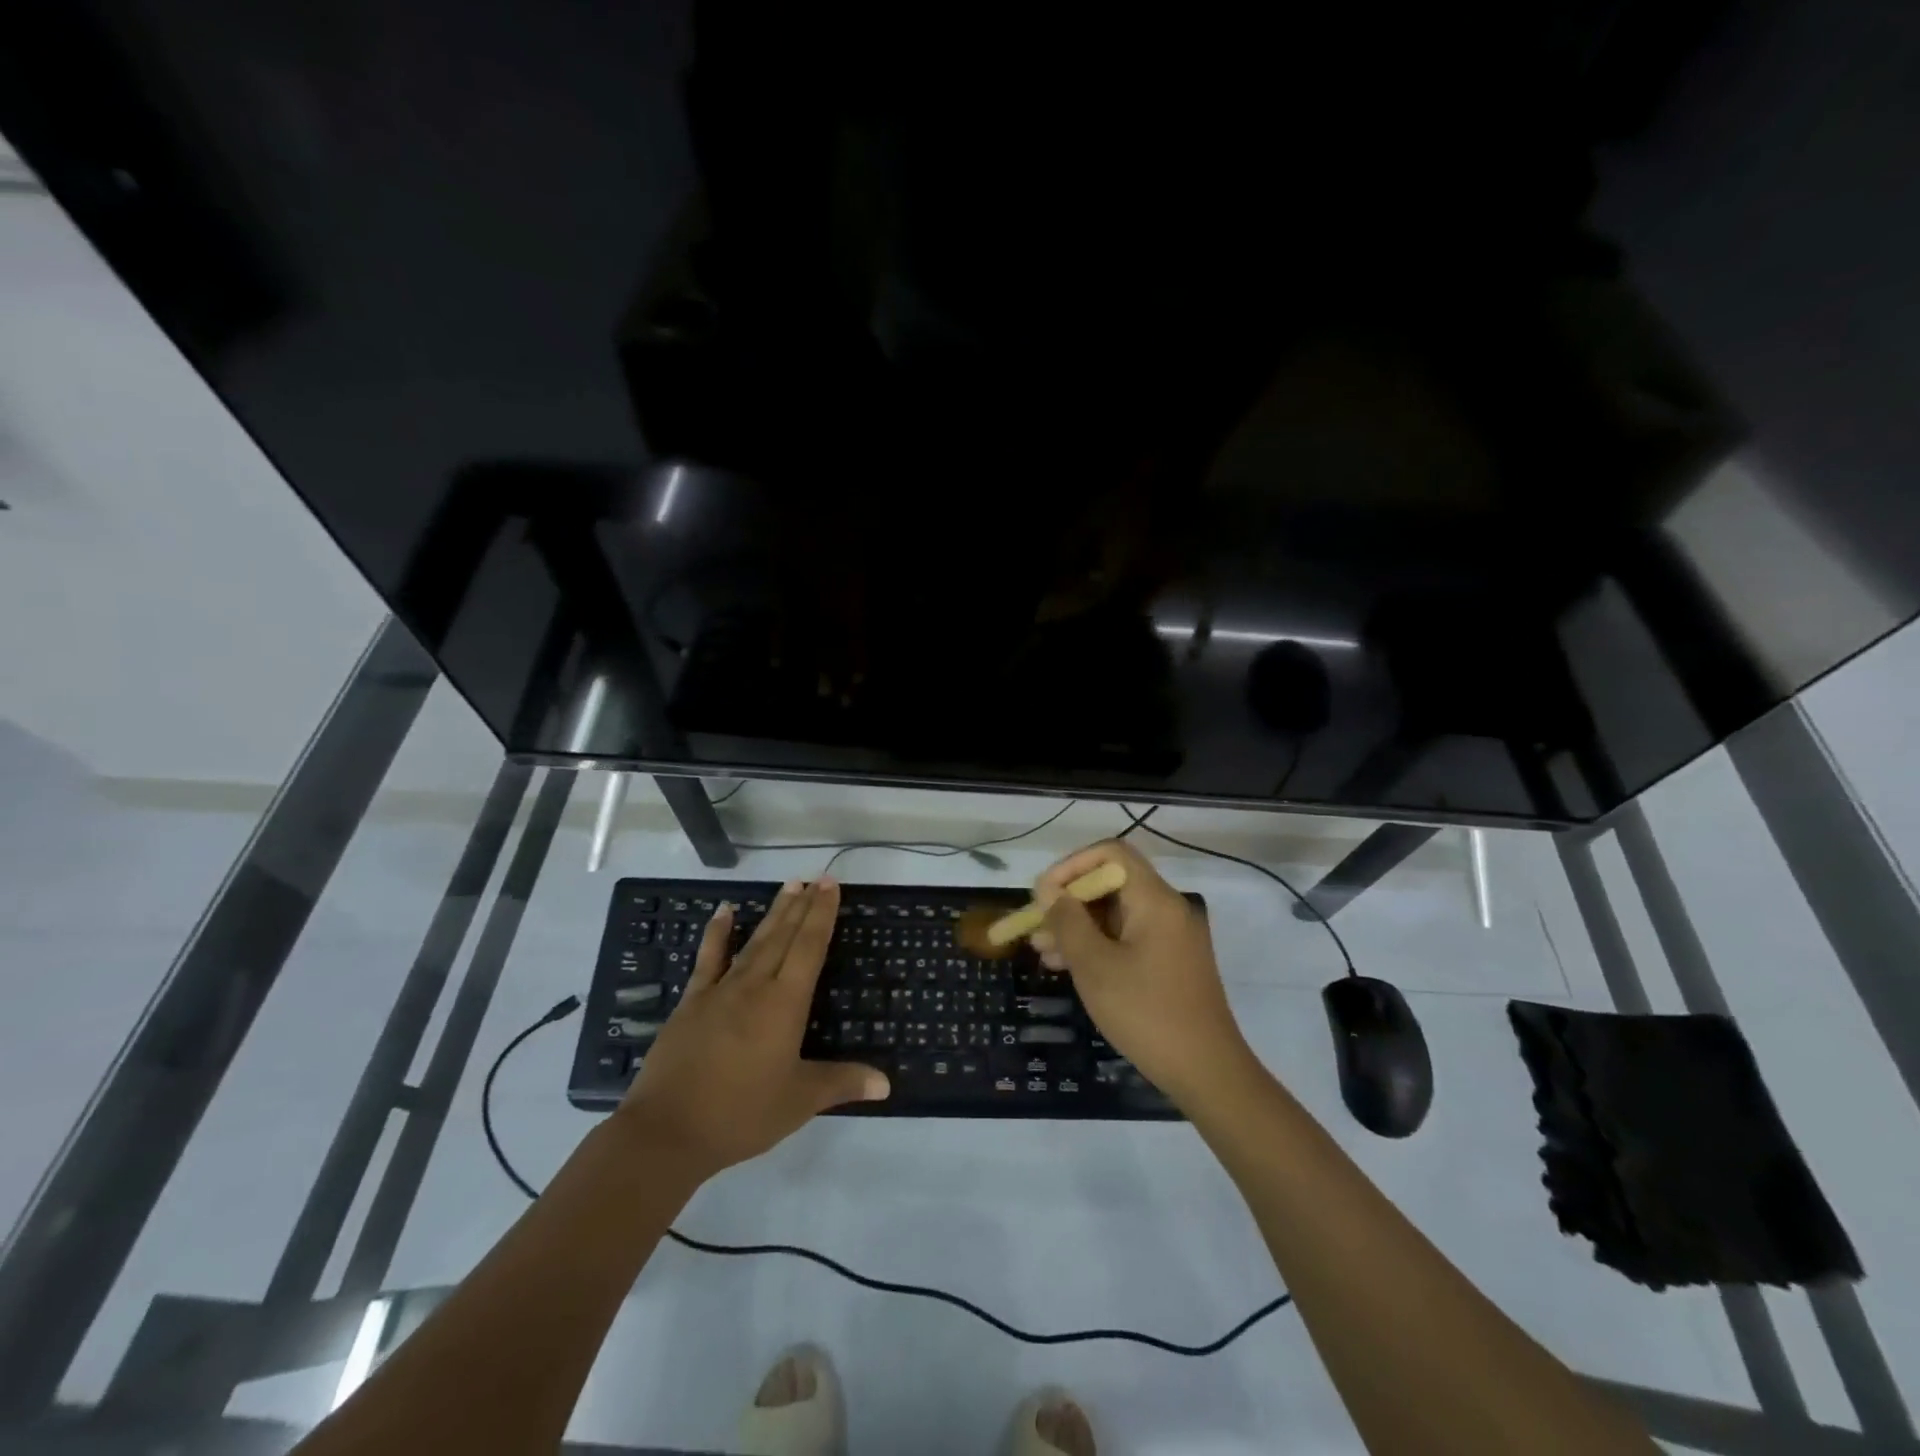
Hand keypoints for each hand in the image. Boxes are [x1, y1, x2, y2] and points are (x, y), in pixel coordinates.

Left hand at [618, 878, 887, 1177]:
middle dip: (802, 905)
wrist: (667, 1131)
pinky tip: (724, 911)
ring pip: (754, 941)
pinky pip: (708, 959)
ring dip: (773, 913)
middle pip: (783, 936)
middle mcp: (755, 986)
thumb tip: (887, 1083)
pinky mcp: (691, 1002)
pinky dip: (717, 933)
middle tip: (815, 877)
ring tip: (788, 886)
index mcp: (785, 1004)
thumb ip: (842, 1083)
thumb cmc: (741, 1114)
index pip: (809, 948)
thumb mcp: (799, 1101)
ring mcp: (720, 990)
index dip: (822, 915)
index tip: (830, 885)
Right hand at [1031, 839, 1251, 1105]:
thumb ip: (1068, 921)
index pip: (1111, 853)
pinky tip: (1069, 966)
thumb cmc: (1146, 1013)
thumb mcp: (1095, 966)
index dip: (1071, 865)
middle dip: (1069, 901)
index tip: (1044, 894)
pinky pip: (1127, 937)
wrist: (1207, 1073)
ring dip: (1078, 926)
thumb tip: (1049, 890)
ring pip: (1116, 914)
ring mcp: (1171, 936)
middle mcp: (1167, 908)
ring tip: (1043, 951)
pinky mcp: (1170, 962)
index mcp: (1155, 900)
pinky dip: (1098, 945)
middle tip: (1036, 927)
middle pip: (1111, 883)